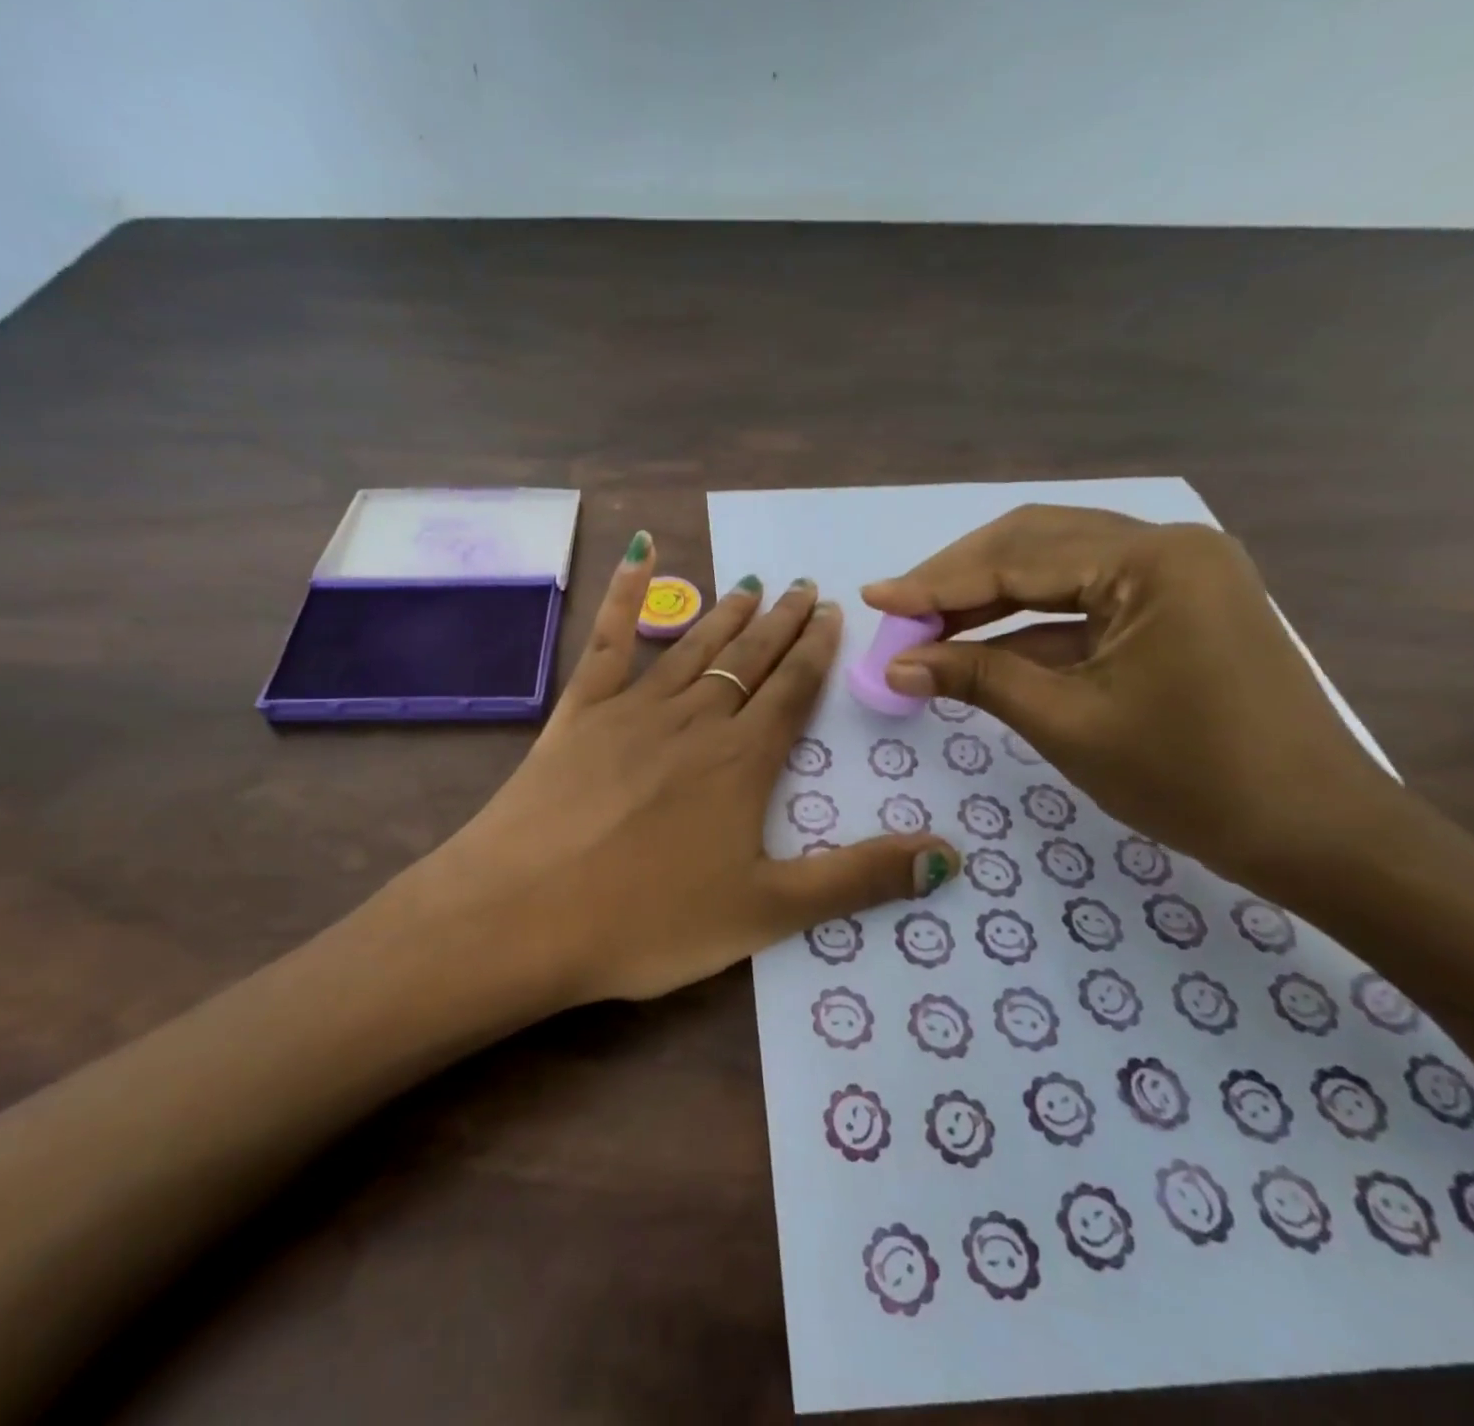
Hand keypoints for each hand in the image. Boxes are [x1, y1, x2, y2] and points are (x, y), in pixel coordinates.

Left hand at [410, 532, 961, 1003]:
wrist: (523, 915)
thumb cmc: (647, 922)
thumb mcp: (766, 913)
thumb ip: (857, 880)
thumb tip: (950, 857)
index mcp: (742, 762)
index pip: (792, 691)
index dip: (816, 652)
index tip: (831, 613)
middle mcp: (695, 720)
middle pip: (749, 660)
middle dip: (780, 624)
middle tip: (803, 586)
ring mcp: (632, 709)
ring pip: (694, 647)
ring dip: (726, 615)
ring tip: (751, 584)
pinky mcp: (577, 712)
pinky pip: (608, 640)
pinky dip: (624, 593)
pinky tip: (637, 552)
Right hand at [861, 506, 1396, 886]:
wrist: (1313, 832)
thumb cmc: (1191, 778)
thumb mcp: (1067, 722)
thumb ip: (976, 679)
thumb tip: (896, 666)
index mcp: (1152, 561)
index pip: (1018, 560)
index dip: (937, 582)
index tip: (875, 597)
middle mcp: (1168, 547)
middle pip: (1036, 544)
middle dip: (960, 578)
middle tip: (900, 611)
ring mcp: (1177, 575)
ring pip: (1057, 568)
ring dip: (989, 597)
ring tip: (927, 626)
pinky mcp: (1176, 607)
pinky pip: (1085, 601)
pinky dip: (1029, 623)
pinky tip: (980, 645)